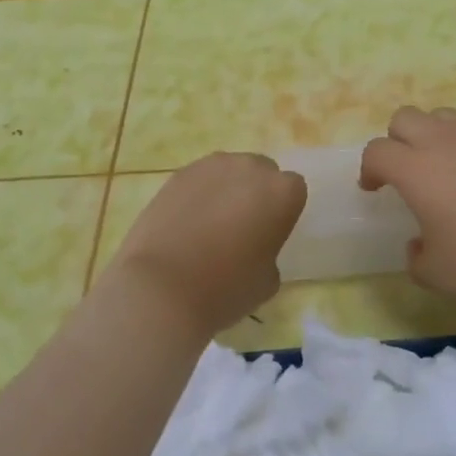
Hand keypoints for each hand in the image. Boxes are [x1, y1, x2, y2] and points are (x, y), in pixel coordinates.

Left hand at [107, 152, 307, 334]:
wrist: (161, 288)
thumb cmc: (225, 289)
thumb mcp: (268, 280)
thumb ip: (269, 249)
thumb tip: (253, 244)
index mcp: (281, 192)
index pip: (294, 189)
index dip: (284, 211)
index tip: (272, 233)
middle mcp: (248, 168)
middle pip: (261, 171)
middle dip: (257, 192)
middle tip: (243, 226)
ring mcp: (209, 167)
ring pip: (229, 171)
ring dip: (227, 189)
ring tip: (210, 224)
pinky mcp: (177, 174)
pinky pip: (199, 180)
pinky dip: (198, 195)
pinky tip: (186, 224)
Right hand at [360, 107, 455, 305]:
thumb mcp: (438, 275)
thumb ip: (416, 257)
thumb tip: (418, 243)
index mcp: (417, 170)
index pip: (377, 151)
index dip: (369, 169)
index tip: (374, 189)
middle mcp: (444, 142)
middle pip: (404, 117)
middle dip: (397, 140)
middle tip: (407, 170)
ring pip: (443, 116)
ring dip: (434, 136)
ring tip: (447, 166)